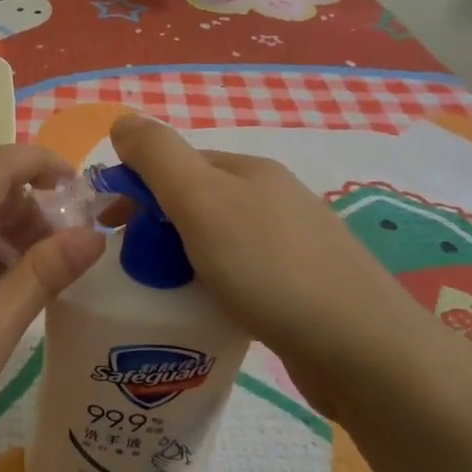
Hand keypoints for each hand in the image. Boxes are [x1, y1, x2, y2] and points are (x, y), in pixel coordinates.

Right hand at [108, 114, 423, 411]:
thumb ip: (157, 156)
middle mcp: (272, 198)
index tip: (107, 228)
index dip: (136, 188)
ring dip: (183, 260)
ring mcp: (292, 244)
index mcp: (248, 171)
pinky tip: (208, 313)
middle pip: (196, 202)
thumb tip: (123, 120)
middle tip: (132, 268)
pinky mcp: (302, 289)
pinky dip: (213, 286)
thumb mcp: (201, 200)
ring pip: (217, 241)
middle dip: (157, 227)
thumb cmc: (271, 268)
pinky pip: (240, 276)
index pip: (175, 164)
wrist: (364, 350)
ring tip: (162, 295)